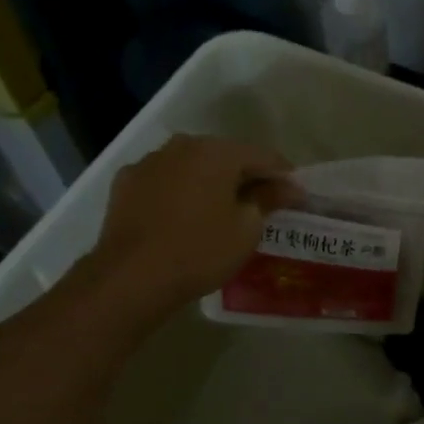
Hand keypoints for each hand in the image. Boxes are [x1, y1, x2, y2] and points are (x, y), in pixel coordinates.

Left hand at [88, 135, 298, 312]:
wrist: (130, 277)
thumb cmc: (200, 251)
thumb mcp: (246, 229)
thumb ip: (267, 200)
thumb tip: (286, 187)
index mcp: (216, 152)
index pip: (263, 156)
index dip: (284, 175)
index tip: (297, 196)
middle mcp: (182, 146)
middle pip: (225, 156)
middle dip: (246, 176)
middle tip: (263, 202)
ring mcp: (149, 162)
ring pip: (192, 166)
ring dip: (210, 182)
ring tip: (222, 210)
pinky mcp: (125, 183)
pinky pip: (164, 182)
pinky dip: (179, 192)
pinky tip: (184, 215)